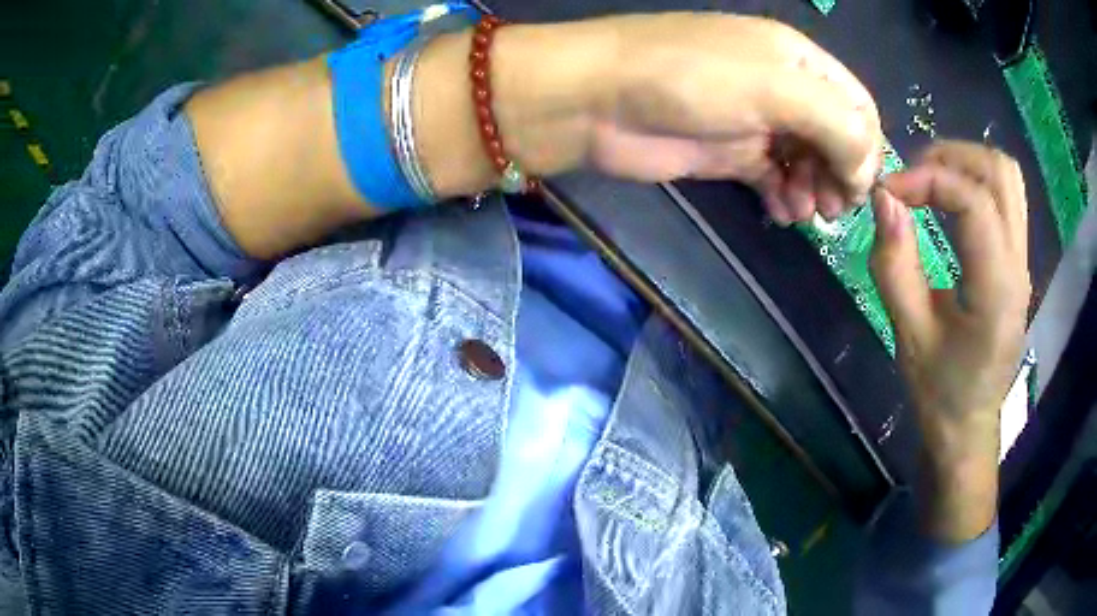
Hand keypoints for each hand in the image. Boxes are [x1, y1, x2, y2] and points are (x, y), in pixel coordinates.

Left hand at [591, 14, 882, 222]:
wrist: (595, 100)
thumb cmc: (689, 78)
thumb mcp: (775, 86)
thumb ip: (834, 122)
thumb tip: (862, 170)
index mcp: (798, 59)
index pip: (857, 104)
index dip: (866, 147)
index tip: (858, 187)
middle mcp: (782, 87)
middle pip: (835, 136)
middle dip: (840, 173)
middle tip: (831, 209)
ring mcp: (756, 121)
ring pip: (808, 161)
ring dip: (814, 190)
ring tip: (806, 214)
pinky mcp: (729, 153)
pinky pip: (773, 178)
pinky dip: (784, 198)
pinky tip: (782, 214)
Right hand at [870, 141, 1030, 542]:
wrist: (969, 427)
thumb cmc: (939, 392)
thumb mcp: (909, 335)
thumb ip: (894, 264)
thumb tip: (884, 199)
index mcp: (997, 290)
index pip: (974, 200)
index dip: (928, 179)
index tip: (888, 192)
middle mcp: (1018, 265)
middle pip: (999, 171)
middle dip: (950, 157)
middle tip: (912, 177)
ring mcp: (1022, 260)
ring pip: (1006, 177)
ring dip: (965, 163)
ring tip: (929, 180)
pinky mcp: (1017, 261)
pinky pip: (1006, 197)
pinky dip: (975, 180)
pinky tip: (949, 201)